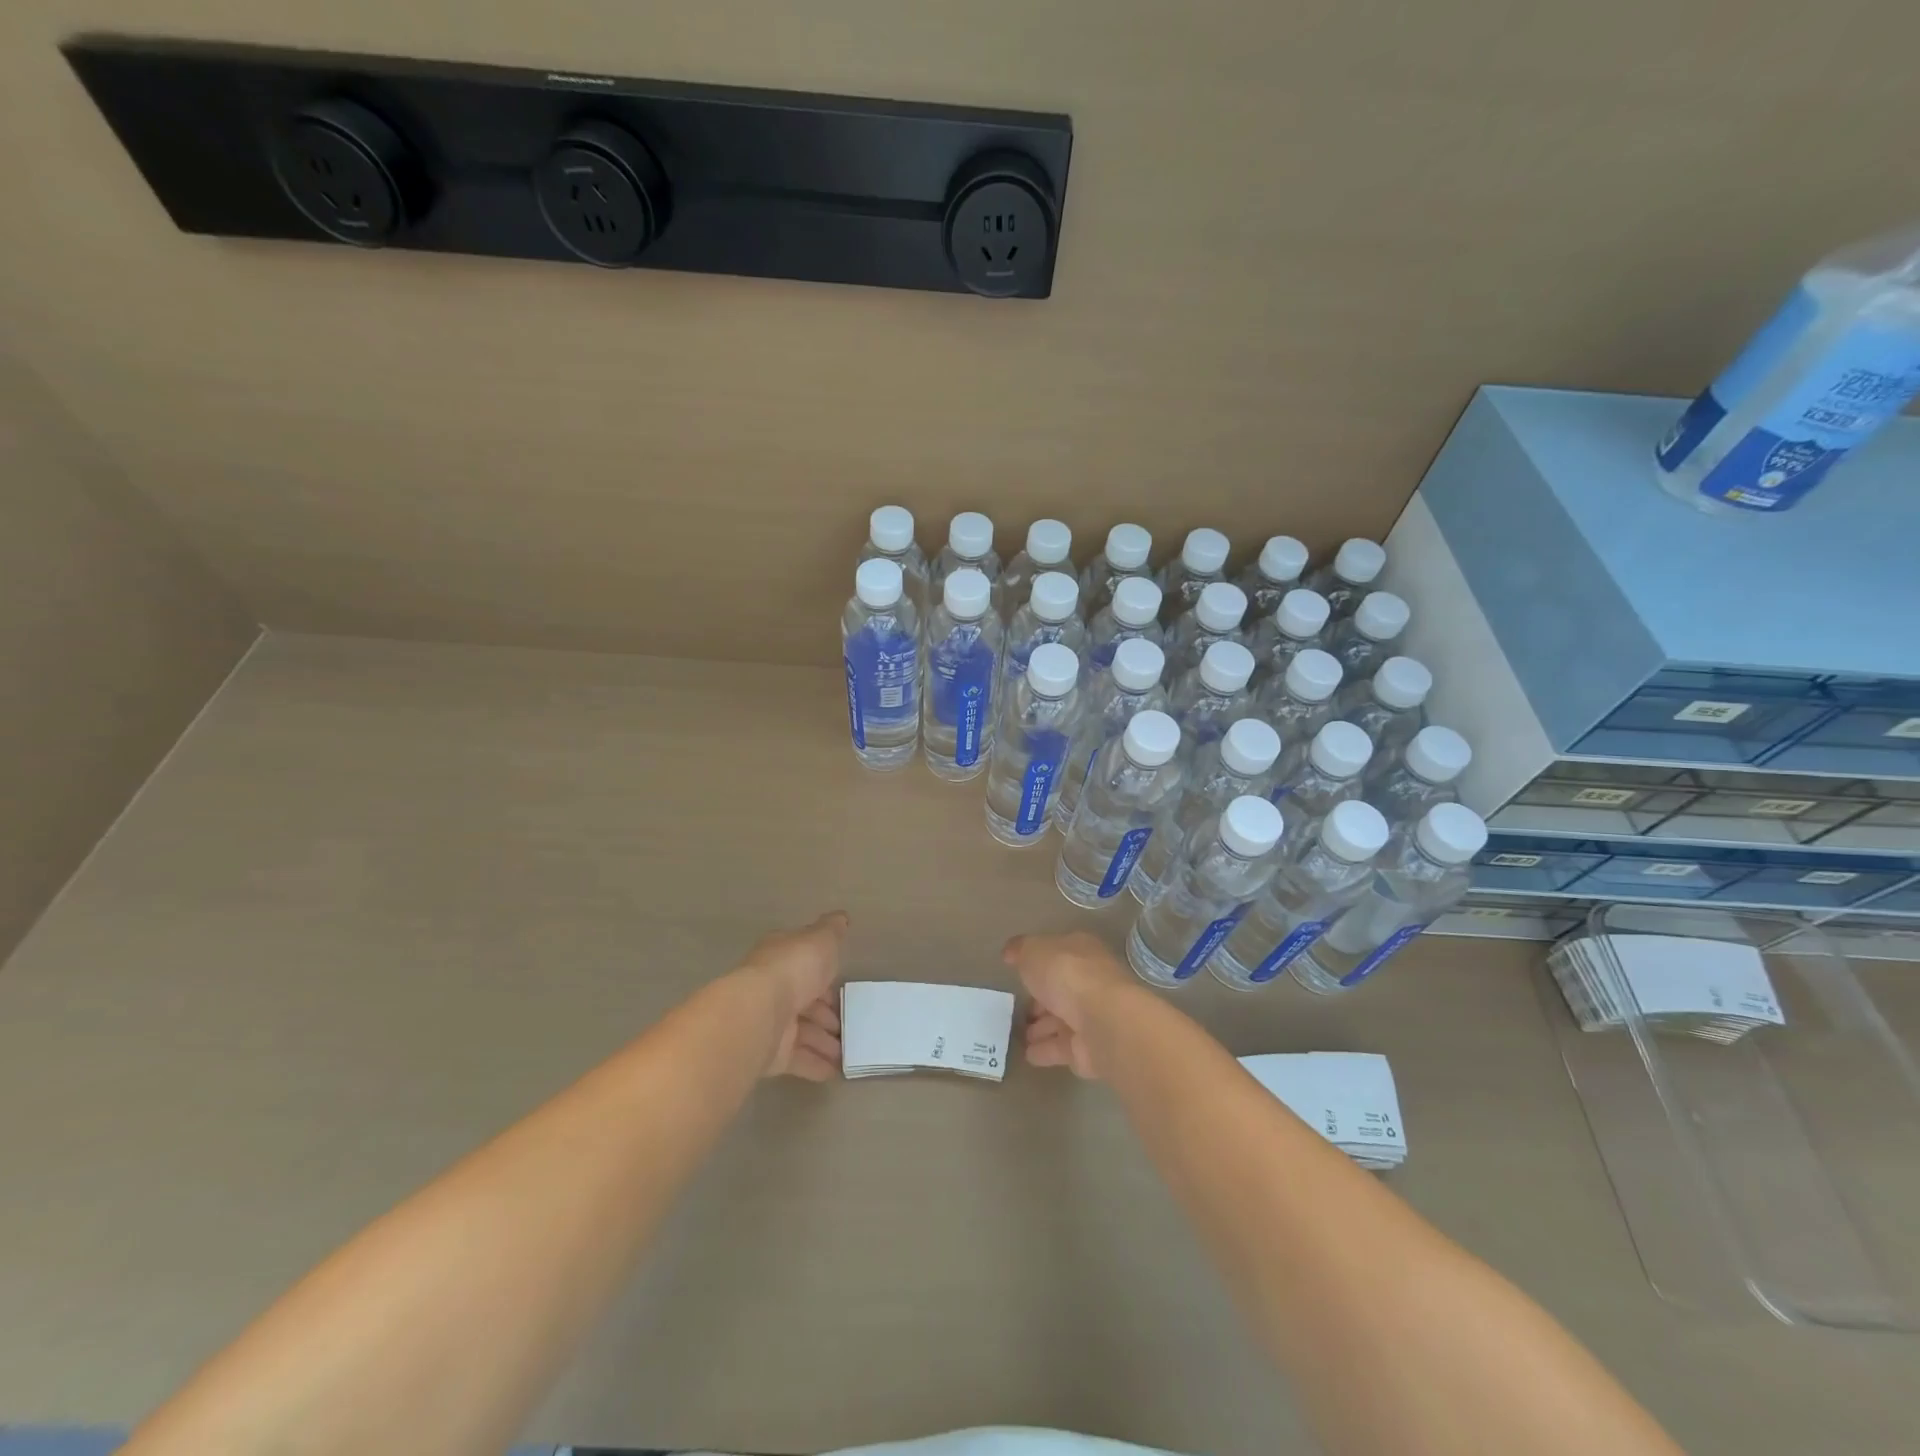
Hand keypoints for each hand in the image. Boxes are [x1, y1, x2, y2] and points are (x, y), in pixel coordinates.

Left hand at [740, 911, 847, 1081]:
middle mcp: (773, 989)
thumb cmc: (793, 968)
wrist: (758, 1013)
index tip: (844, 988)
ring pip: (803, 1032)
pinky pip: (798, 1059)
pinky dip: (816, 1065)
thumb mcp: (821, 939)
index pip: (805, 966)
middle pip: (805, 1002)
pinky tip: (836, 1072)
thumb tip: (841, 917)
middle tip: (851, 1026)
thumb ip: (832, 930)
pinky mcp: (770, 1054)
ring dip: (826, 1042)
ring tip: (849, 1053)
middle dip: (828, 1014)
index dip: (826, 976)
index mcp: (782, 958)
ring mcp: (771, 1022)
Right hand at [1003, 930, 1133, 1079]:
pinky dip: (1046, 1051)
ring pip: (1062, 1021)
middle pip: (1061, 990)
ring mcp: (1092, 1017)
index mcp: (1082, 951)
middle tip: (1019, 1010)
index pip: (1058, 955)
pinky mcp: (1090, 1049)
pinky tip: (1028, 1054)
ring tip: (1020, 1035)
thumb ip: (1021, 950)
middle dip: (1041, 1000)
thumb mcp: (1033, 951)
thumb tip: (1011, 952)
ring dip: (1042, 1028)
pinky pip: (1063, 1048)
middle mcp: (1090, 982)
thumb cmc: (1067, 974)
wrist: (1102, 1020)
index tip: (1019, 973)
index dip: (1039, 963)